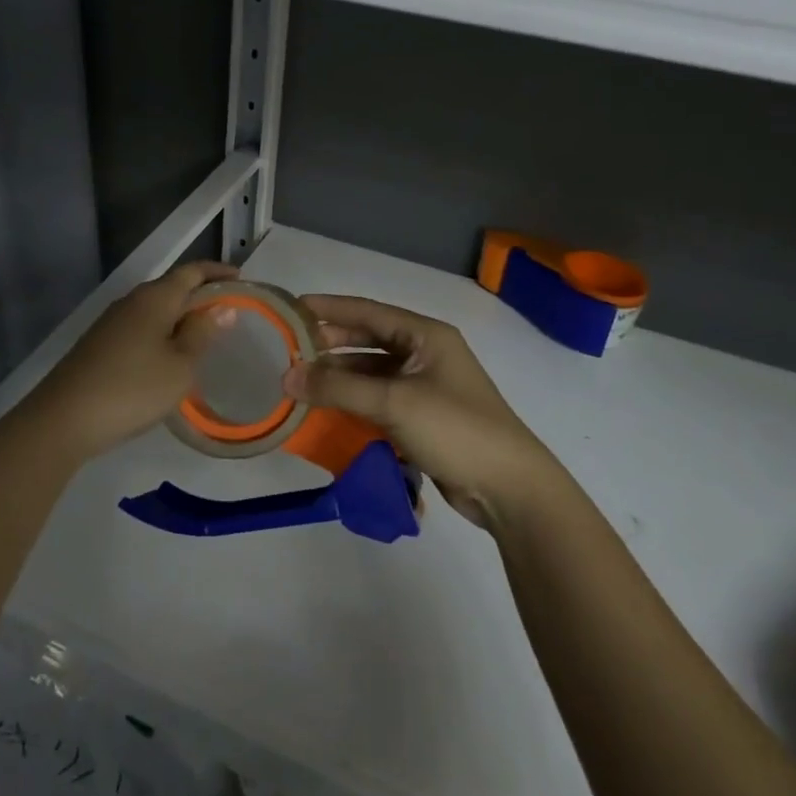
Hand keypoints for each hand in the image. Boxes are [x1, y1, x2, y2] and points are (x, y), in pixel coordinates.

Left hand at [20, 261, 239, 461]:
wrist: (63, 419)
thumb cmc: (132, 388)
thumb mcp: (180, 365)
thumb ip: (202, 333)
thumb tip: (223, 307)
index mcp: (155, 297)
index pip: (193, 271)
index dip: (218, 272)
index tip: (242, 280)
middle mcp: (132, 301)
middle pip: (172, 286)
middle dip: (201, 293)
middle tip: (229, 310)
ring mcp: (112, 322)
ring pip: (155, 308)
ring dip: (181, 314)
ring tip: (204, 333)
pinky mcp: (100, 343)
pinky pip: (141, 326)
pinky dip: (163, 331)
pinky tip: (169, 354)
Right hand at [282, 296, 563, 529]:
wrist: (509, 487)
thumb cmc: (454, 429)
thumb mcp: (393, 402)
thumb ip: (338, 388)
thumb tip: (286, 377)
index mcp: (425, 335)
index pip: (368, 311)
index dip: (329, 308)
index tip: (291, 307)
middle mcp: (425, 353)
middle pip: (369, 340)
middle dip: (330, 344)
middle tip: (289, 349)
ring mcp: (426, 386)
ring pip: (372, 372)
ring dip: (340, 376)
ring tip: (300, 382)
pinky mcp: (423, 417)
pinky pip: (379, 400)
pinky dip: (354, 402)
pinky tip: (327, 411)